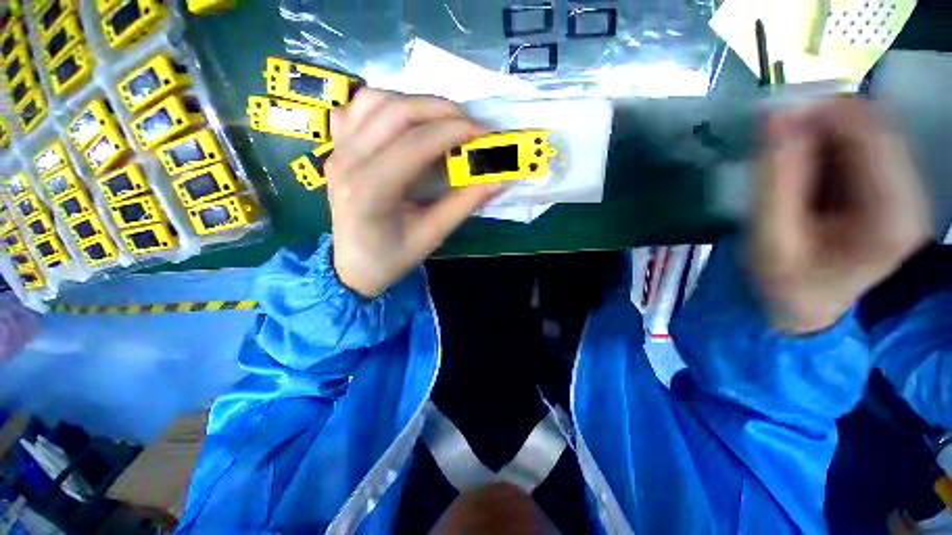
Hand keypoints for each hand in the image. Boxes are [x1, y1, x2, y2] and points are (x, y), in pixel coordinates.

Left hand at [325, 89, 502, 297]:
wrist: (353, 265)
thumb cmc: (391, 257)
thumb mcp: (431, 236)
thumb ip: (464, 204)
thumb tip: (498, 180)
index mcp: (370, 191)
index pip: (415, 144)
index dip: (454, 131)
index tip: (484, 133)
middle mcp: (348, 162)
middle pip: (395, 111)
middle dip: (441, 109)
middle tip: (470, 124)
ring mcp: (337, 150)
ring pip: (374, 101)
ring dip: (415, 103)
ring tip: (441, 123)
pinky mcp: (336, 147)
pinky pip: (358, 109)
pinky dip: (386, 105)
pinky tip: (405, 123)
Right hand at [753, 98, 931, 332]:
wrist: (806, 307)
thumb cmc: (786, 284)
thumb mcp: (771, 239)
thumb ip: (775, 180)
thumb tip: (775, 116)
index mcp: (892, 213)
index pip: (870, 130)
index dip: (821, 110)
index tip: (773, 115)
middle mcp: (910, 193)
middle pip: (869, 125)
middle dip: (816, 121)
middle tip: (770, 137)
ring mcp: (900, 188)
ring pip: (862, 131)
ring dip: (816, 134)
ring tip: (780, 160)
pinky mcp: (884, 187)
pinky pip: (855, 145)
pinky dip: (821, 145)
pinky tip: (797, 166)